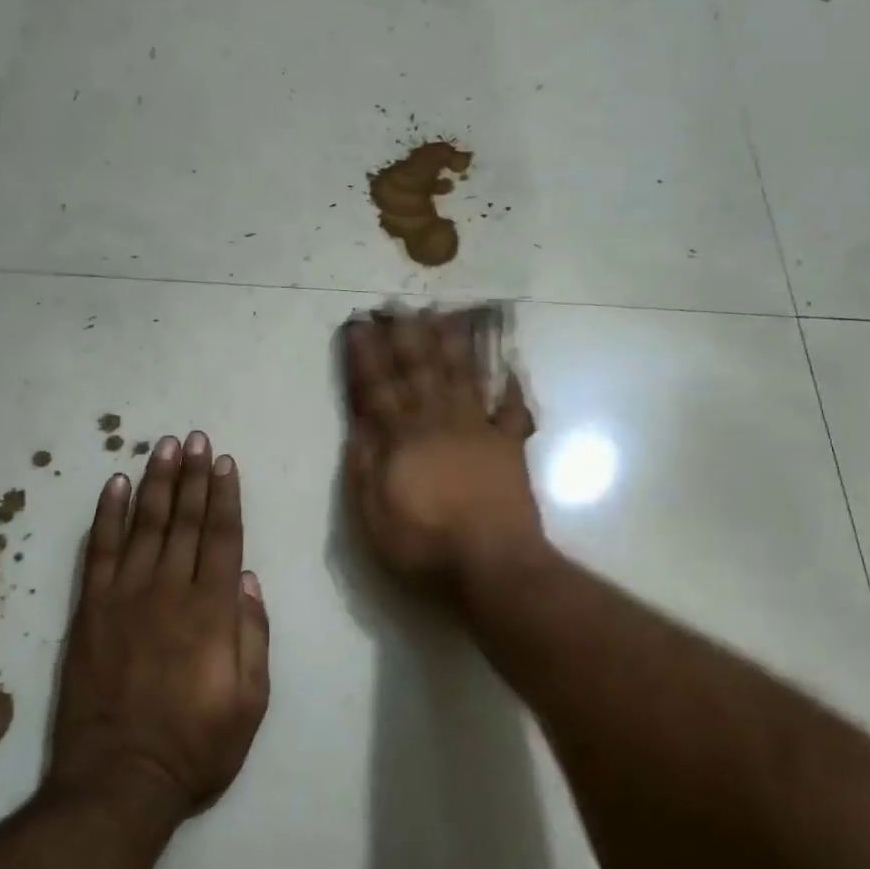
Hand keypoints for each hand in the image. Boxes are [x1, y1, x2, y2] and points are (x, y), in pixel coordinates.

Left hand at [48, 433, 269, 817]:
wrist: (119, 779)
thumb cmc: (196, 744)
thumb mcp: (251, 699)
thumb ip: (253, 634)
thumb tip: (247, 579)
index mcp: (212, 609)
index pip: (222, 536)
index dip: (225, 496)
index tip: (225, 462)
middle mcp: (169, 590)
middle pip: (185, 520)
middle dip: (194, 477)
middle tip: (196, 439)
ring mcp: (124, 597)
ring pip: (145, 525)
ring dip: (157, 483)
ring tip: (164, 447)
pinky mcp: (89, 611)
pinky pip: (99, 552)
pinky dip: (108, 516)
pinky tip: (116, 486)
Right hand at [341, 308, 545, 585]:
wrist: (493, 564)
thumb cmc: (425, 545)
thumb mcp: (374, 515)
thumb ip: (364, 466)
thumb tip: (358, 424)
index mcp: (403, 439)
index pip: (378, 388)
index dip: (367, 356)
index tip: (358, 325)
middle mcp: (439, 423)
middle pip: (420, 371)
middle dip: (406, 336)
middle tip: (398, 304)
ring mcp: (478, 431)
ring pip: (461, 376)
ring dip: (450, 344)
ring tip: (442, 315)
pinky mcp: (509, 446)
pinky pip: (511, 409)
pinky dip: (510, 387)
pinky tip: (508, 365)